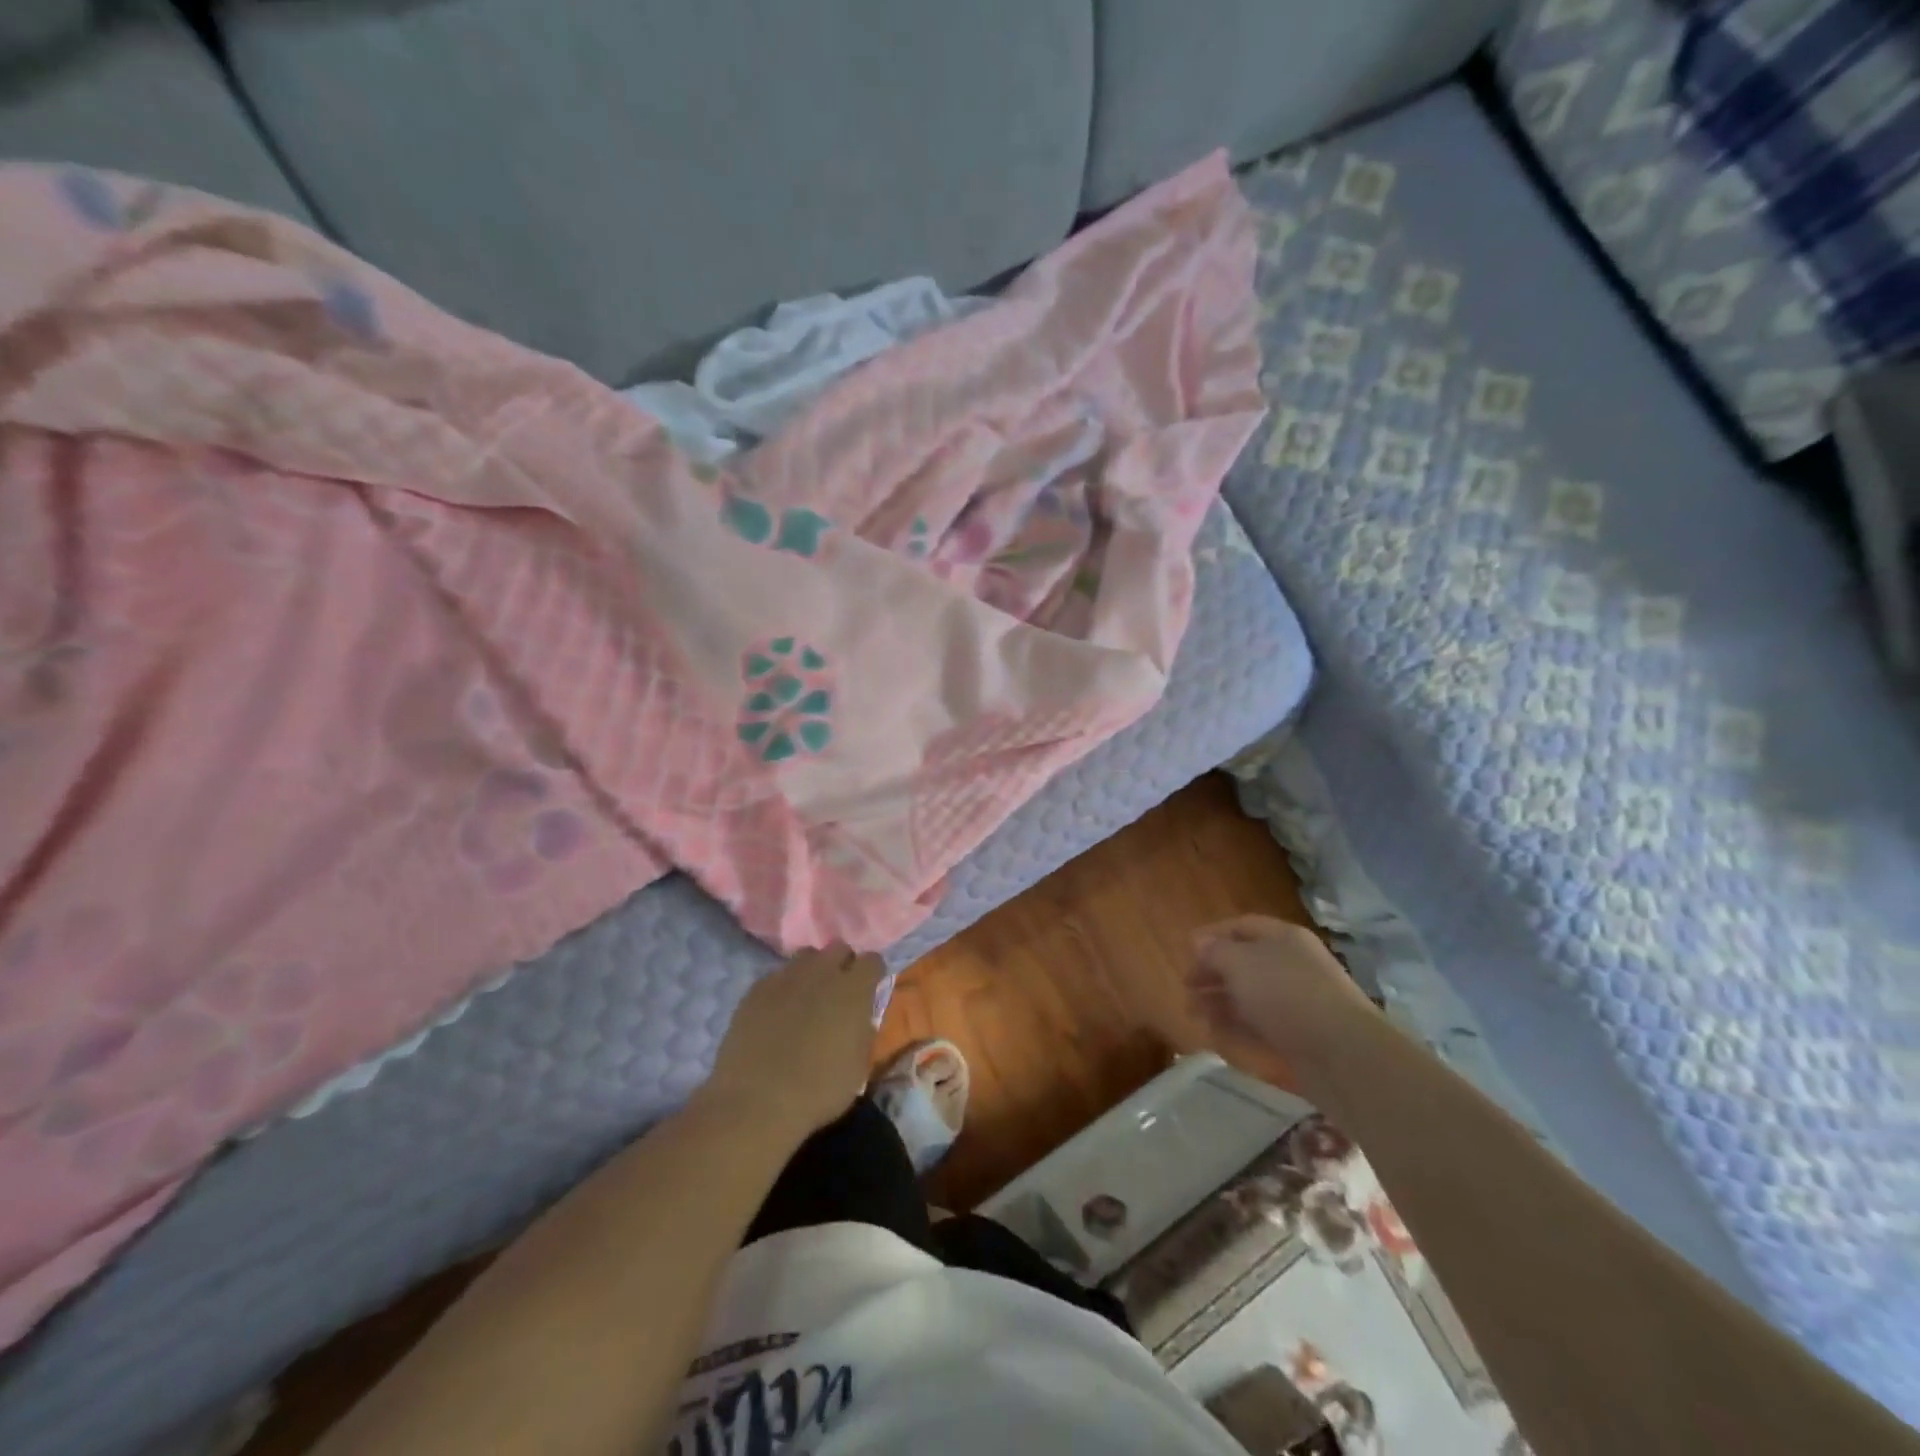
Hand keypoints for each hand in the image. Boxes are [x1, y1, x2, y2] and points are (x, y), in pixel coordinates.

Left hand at [701, 944, 886, 1138]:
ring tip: (807, 997)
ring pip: (806, 956)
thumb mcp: (859, 1067)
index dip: (872, 974)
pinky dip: (784, 987)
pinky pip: (777, 975)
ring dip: (813, 971)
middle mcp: (822, 972)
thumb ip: (863, 1031)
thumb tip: (861, 1017)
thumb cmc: (818, 1090)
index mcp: (853, 990)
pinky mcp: (756, 989)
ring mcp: (786, 977)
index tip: (869, 991)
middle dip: (843, 964)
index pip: (872, 960)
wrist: (756, 1102)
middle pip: (838, 948)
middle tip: (839, 993)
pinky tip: (777, 1012)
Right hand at [1186, 916, 1372, 1067]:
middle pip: (1244, 963)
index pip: (1242, 926)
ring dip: (1219, 1003)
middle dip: (1212, 973)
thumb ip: (1214, 951)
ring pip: (1250, 996)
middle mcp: (1292, 965)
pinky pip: (1261, 1026)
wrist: (1342, 1054)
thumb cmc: (1286, 994)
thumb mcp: (1239, 962)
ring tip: (1193, 1014)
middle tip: (1186, 988)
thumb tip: (1200, 943)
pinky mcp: (1300, 1037)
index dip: (1212, 935)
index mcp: (1283, 938)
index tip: (1186, 950)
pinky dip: (1237, 1028)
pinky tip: (1215, 1034)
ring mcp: (1298, 1003)